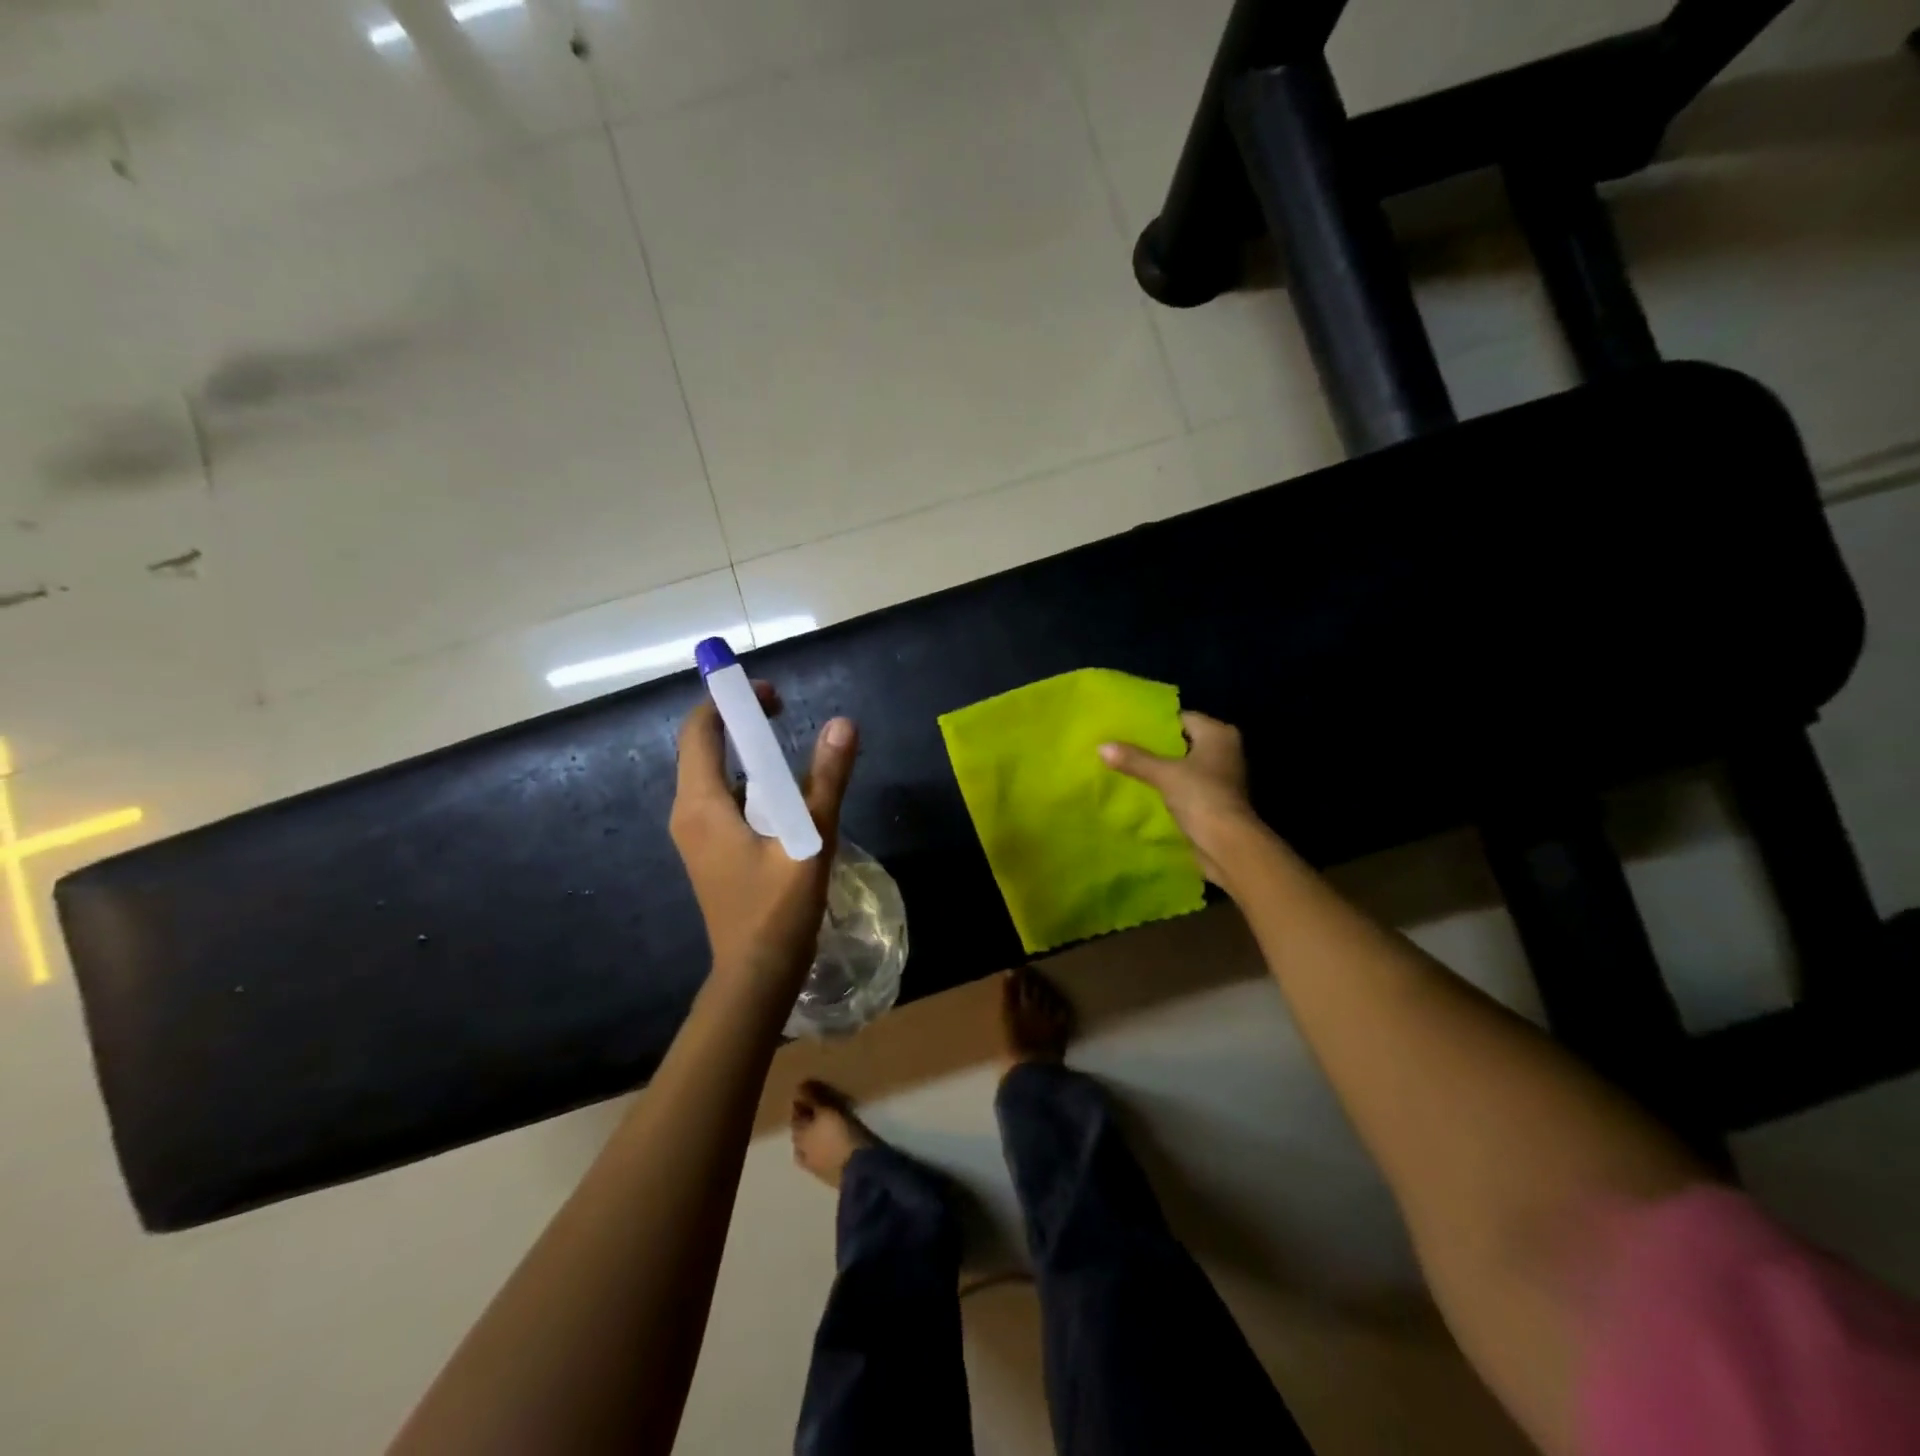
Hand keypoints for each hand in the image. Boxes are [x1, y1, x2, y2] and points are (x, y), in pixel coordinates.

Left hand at [670, 683, 858, 990]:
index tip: (772, 695)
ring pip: (717, 777)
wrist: (755, 975)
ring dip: (750, 757)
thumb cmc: (778, 910)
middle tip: (786, 716)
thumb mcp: (810, 839)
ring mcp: (696, 835)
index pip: (700, 730)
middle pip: (704, 749)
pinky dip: (751, 786)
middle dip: (742, 724)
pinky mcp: (709, 851)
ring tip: (796, 758)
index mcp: (701, 805)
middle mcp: (688, 813)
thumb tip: (843, 724)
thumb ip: (827, 780)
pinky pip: (725, 801)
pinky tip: (788, 801)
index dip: (730, 701)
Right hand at [1099, 712, 1256, 885]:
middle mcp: (1225, 750)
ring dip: (1162, 767)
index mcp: (1219, 734)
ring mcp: (1222, 776)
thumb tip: (1101, 746)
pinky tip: (1144, 788)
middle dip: (1156, 745)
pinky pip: (1186, 784)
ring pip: (1184, 764)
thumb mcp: (1163, 774)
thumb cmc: (1201, 797)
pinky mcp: (1215, 799)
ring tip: (1128, 764)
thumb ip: (1134, 759)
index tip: (1128, 725)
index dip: (1156, 722)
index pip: (1183, 718)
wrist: (1227, 845)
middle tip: (1122, 744)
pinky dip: (1169, 786)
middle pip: (1183, 741)